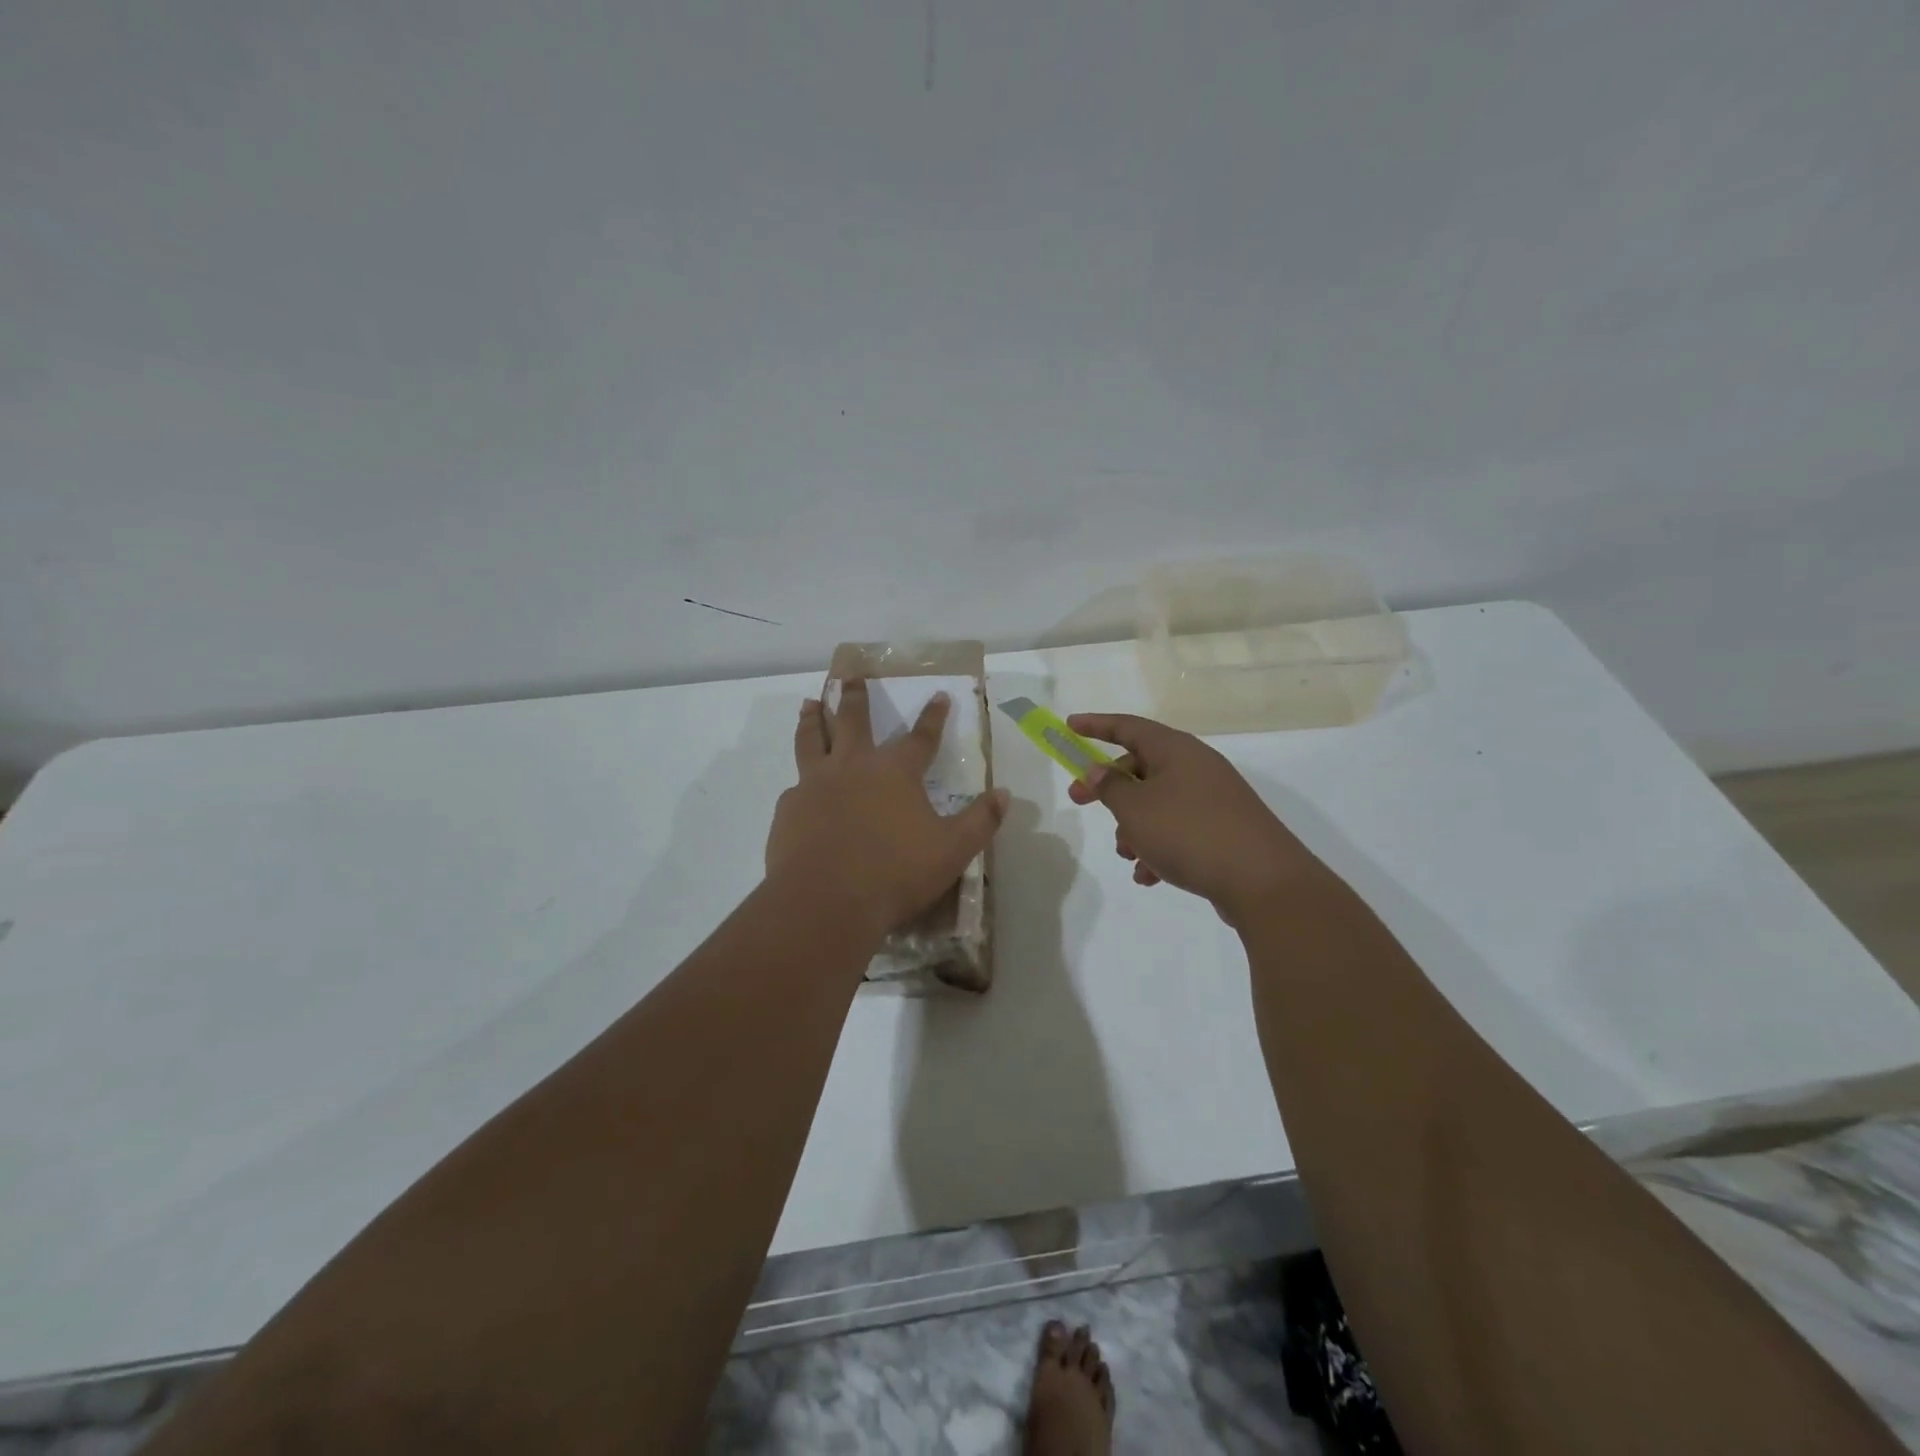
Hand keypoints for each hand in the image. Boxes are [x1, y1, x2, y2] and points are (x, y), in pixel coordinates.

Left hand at [767, 681, 1008, 936]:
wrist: (825, 902)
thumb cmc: (895, 873)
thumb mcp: (952, 851)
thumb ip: (980, 821)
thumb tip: (1005, 794)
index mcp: (895, 772)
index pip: (921, 736)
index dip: (933, 716)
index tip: (939, 695)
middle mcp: (853, 767)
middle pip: (851, 720)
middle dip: (853, 696)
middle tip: (849, 675)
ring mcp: (815, 785)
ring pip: (811, 740)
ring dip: (812, 718)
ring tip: (808, 703)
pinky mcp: (789, 809)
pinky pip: (795, 786)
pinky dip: (800, 780)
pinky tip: (798, 787)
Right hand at [1065, 713, 1325, 924]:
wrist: (1262, 881)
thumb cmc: (1188, 832)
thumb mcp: (1135, 808)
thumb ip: (1110, 786)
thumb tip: (1099, 769)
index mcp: (1176, 750)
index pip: (1128, 726)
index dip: (1096, 725)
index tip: (1069, 726)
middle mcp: (1196, 767)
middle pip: (1140, 767)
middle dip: (1109, 788)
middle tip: (1079, 800)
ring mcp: (1212, 800)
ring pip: (1157, 804)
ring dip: (1134, 827)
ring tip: (1128, 855)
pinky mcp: (1222, 831)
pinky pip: (1178, 831)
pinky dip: (1158, 848)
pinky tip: (1150, 876)